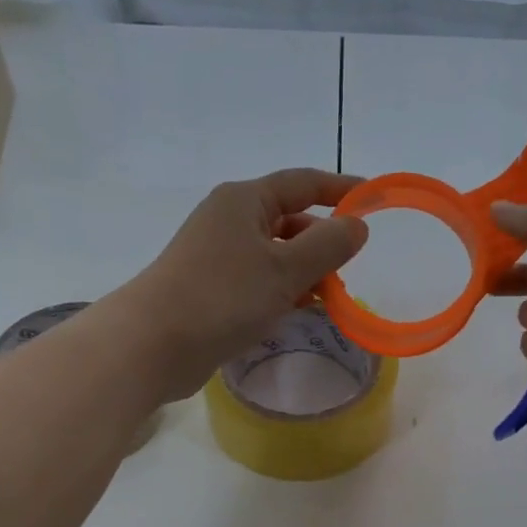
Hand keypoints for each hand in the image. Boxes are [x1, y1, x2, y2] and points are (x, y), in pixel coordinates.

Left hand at [111, 169, 369, 399]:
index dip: (341, 189)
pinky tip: (300, 311)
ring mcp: (217, 255)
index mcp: (245, 201)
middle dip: (323, 241)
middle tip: (353, 268)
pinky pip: (259, 280)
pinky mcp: (211, 288)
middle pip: (289, 219)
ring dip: (305, 271)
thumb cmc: (223, 297)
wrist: (152, 344)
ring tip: (332, 297)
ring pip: (275, 254)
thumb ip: (328, 246)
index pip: (303, 182)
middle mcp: (229, 220)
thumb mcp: (286, 270)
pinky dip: (283, 290)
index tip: (374, 200)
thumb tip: (357, 225)